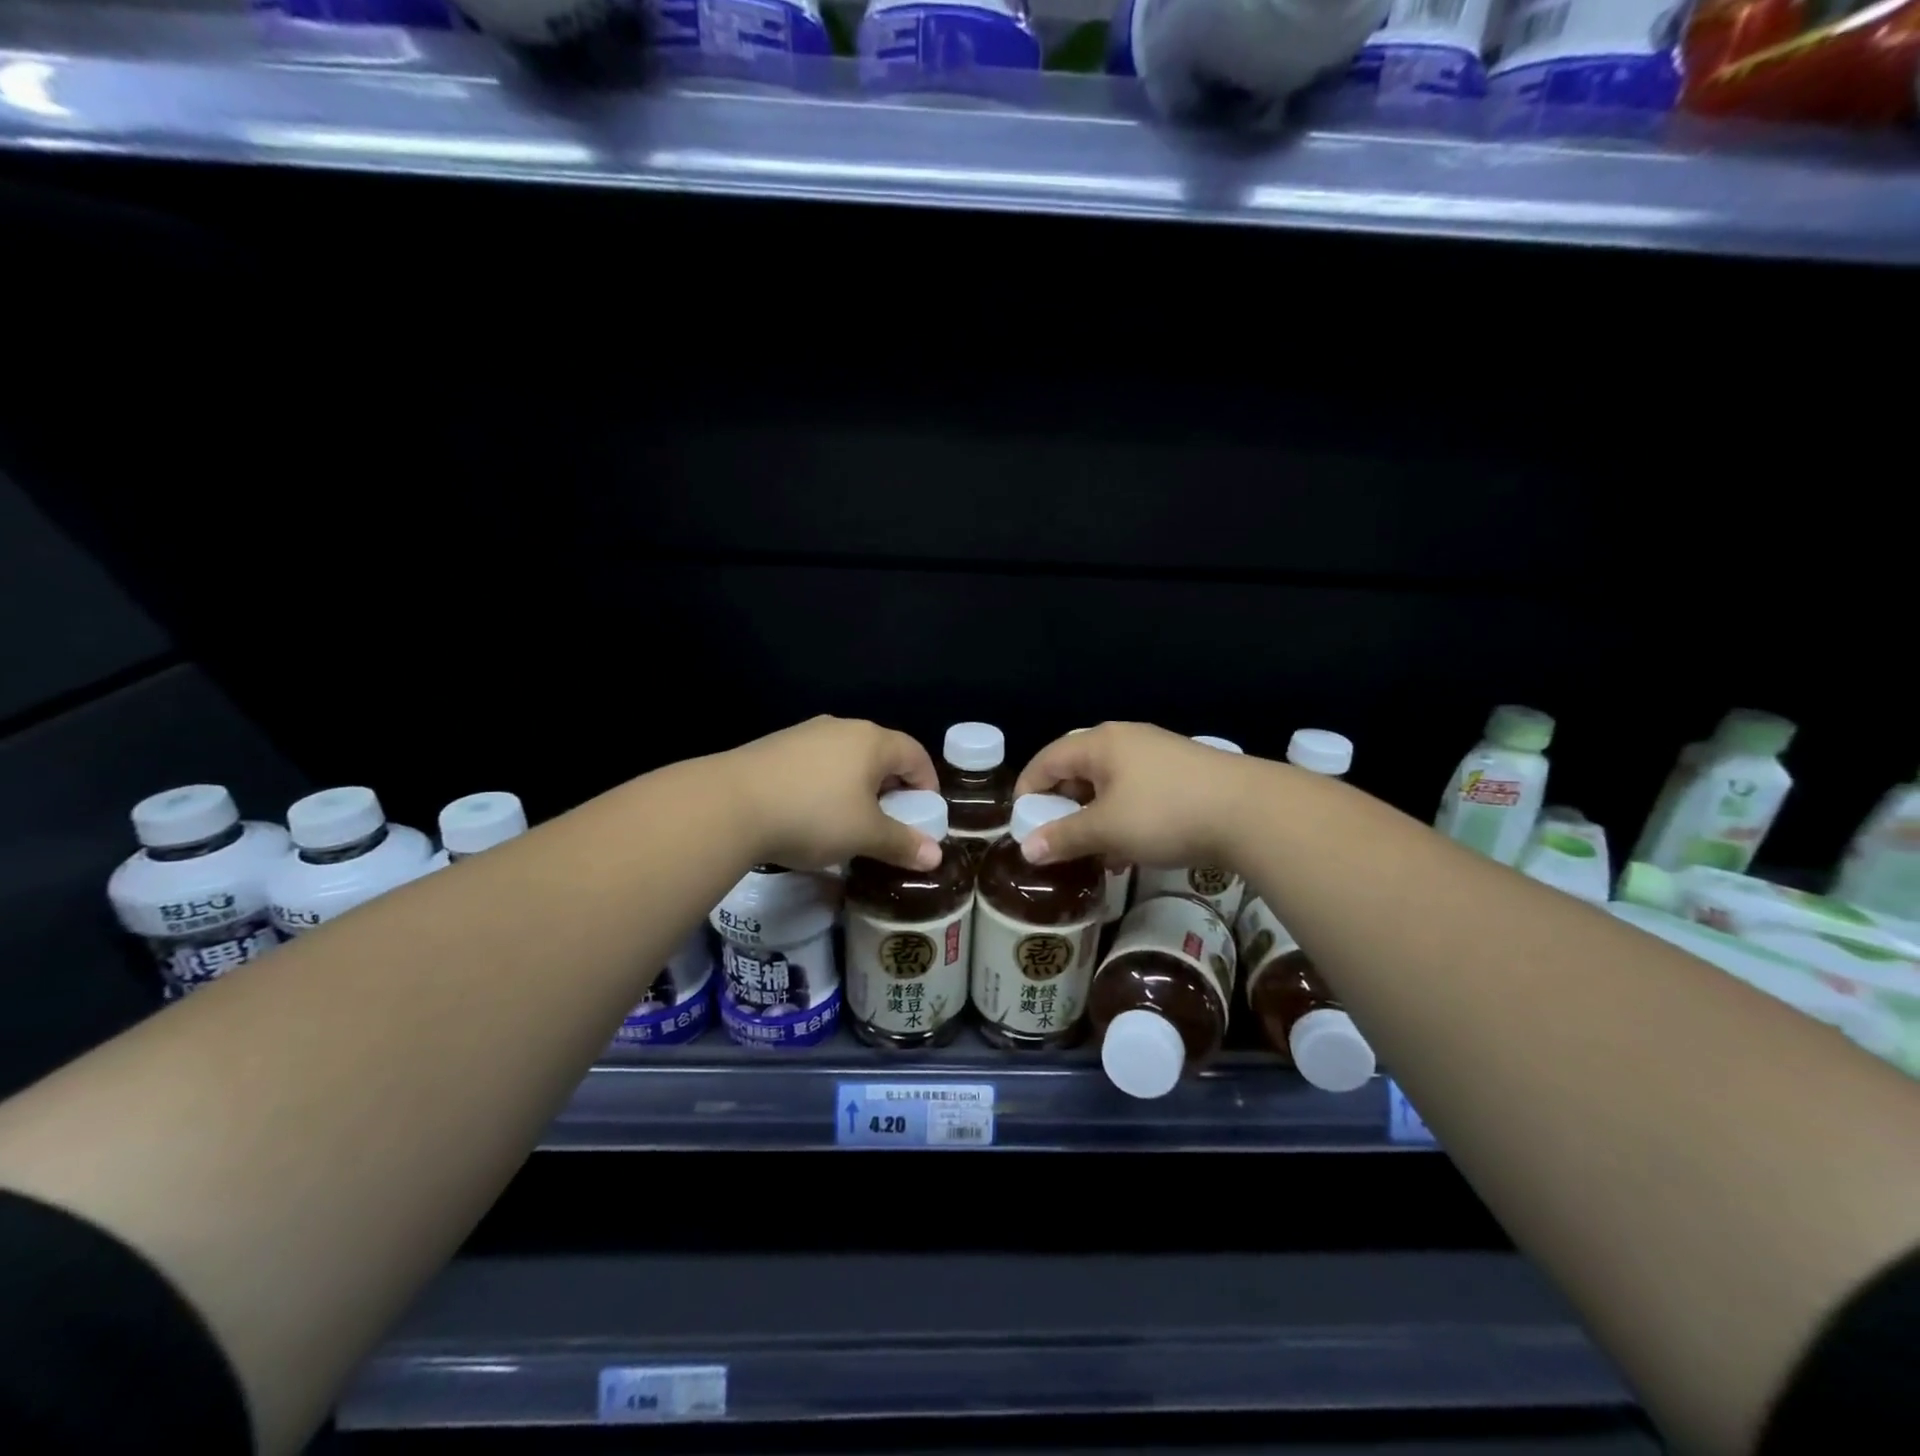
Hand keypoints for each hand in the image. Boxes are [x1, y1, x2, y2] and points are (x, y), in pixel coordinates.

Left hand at [723, 716, 942, 871]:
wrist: (730, 805)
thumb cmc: (813, 815)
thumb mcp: (864, 835)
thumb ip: (902, 843)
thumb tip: (935, 857)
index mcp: (872, 741)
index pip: (915, 754)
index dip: (927, 784)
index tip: (925, 815)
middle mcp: (842, 727)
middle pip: (881, 754)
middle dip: (893, 787)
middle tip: (891, 821)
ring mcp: (806, 733)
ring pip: (847, 758)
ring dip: (858, 786)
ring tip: (851, 820)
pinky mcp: (776, 746)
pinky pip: (817, 763)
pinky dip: (827, 785)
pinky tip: (812, 813)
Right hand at [1012, 722, 1255, 868]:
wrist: (1252, 812)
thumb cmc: (1166, 813)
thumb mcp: (1107, 829)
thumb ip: (1063, 838)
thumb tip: (1026, 850)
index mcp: (1100, 744)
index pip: (1047, 759)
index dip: (1027, 790)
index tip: (1020, 823)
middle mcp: (1126, 740)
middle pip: (1078, 769)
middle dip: (1063, 807)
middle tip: (1055, 839)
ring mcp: (1158, 755)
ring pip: (1109, 785)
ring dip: (1094, 818)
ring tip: (1092, 853)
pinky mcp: (1183, 774)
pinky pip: (1137, 793)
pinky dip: (1123, 818)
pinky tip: (1129, 851)